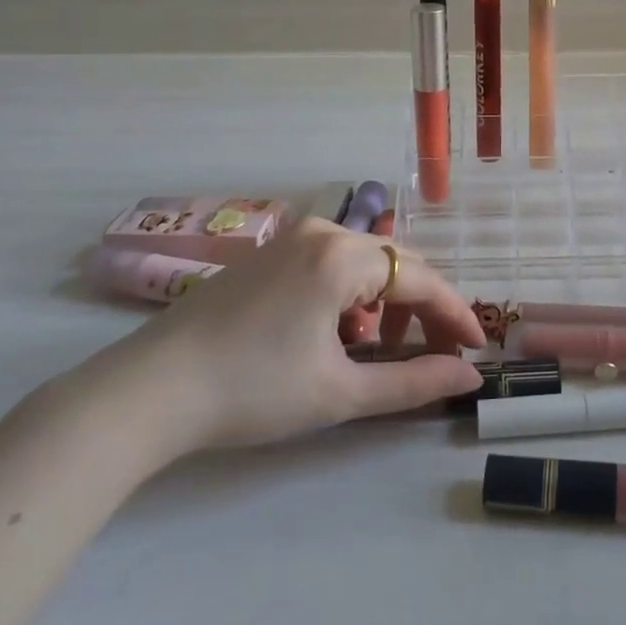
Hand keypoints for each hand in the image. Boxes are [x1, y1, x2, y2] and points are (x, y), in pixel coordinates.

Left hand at [107, 219, 485, 457]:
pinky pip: (332, 263)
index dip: (454, 314)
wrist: (148, 391)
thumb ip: (412, 382)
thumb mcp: (339, 393)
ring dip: (384, 303)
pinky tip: (337, 334)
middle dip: (421, 309)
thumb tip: (468, 376)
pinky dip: (351, 295)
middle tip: (436, 354)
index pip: (420, 280)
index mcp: (343, 257)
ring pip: (364, 263)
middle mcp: (323, 231)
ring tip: (377, 350)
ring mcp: (293, 238)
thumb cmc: (251, 390)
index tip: (477, 349)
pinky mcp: (270, 253)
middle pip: (395, 264)